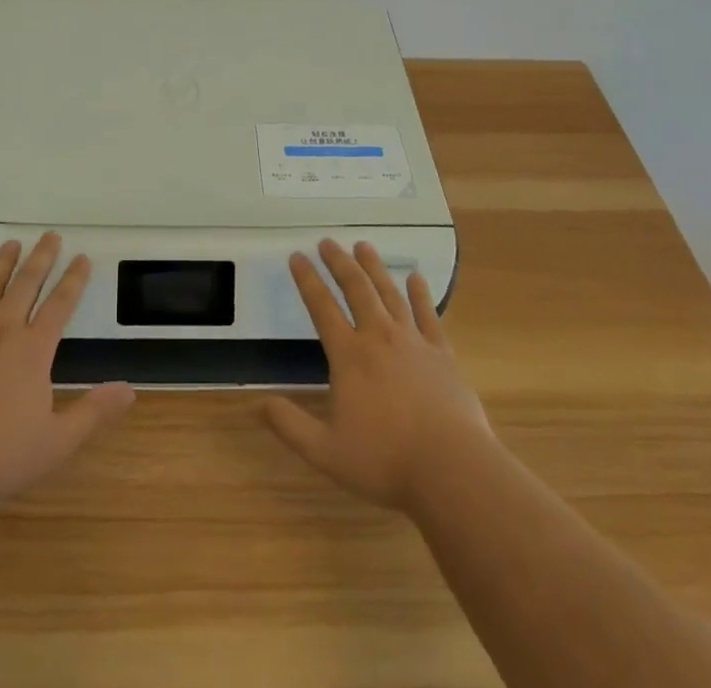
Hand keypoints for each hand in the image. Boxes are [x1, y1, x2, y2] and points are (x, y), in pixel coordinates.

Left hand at [0, 232, 134, 506]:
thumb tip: (129, 391)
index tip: (82, 257)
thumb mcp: (55, 442)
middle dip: (41, 258)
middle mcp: (1, 331)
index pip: (60, 305)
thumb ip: (93, 413)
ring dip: (2, 264)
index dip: (74, 280)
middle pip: (25, 285)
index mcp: (33, 350)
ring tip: (11, 243)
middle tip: (50, 235)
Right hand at [262, 238, 493, 513]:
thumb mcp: (327, 452)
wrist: (452, 468)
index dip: (307, 280)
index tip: (296, 256)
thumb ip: (291, 426)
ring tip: (363, 246)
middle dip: (339, 262)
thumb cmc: (386, 460)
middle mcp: (379, 337)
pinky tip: (416, 277)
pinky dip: (420, 293)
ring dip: (374, 268)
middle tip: (327, 241)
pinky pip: (428, 314)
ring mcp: (413, 342)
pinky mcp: (441, 353)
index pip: (322, 307)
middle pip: (356, 289)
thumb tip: (258, 404)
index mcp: (349, 356)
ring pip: (389, 293)